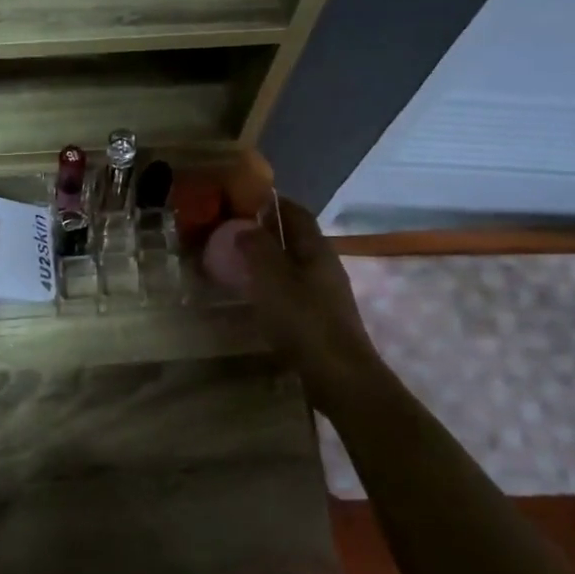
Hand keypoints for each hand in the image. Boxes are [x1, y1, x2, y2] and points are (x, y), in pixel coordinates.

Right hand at [236, 198, 381, 406]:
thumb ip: (257, 248)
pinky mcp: (321, 319)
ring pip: (295, 266)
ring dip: (270, 260)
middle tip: (235, 231)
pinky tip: (258, 297)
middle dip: (269, 231)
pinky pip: (294, 290)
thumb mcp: (272, 278)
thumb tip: (245, 228)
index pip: (297, 213)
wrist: (339, 376)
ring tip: (240, 263)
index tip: (246, 198)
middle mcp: (325, 266)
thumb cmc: (303, 320)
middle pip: (297, 239)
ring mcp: (326, 294)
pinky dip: (274, 285)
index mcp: (316, 250)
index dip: (274, 202)